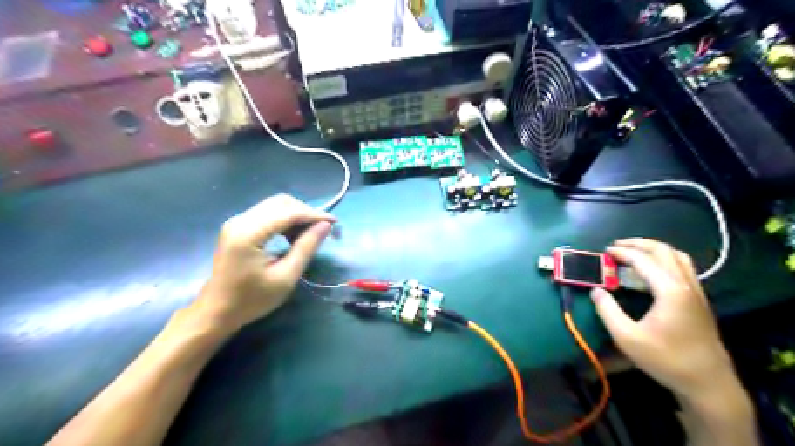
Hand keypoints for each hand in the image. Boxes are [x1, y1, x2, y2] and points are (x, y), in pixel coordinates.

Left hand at [192, 195, 334, 334]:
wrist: (217, 311)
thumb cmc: (252, 299)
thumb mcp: (286, 277)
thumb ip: (306, 248)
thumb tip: (326, 226)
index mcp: (249, 234)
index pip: (288, 212)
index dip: (314, 214)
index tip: (335, 222)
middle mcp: (240, 220)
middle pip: (281, 203)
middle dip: (306, 212)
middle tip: (323, 230)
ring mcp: (237, 221)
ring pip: (275, 205)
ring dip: (296, 215)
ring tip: (309, 235)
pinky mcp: (238, 226)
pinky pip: (267, 213)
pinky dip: (285, 219)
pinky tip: (292, 235)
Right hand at [590, 239, 731, 397]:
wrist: (707, 382)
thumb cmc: (665, 359)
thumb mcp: (627, 337)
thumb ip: (607, 310)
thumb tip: (596, 290)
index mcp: (670, 291)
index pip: (643, 260)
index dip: (622, 253)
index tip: (604, 252)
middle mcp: (686, 285)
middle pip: (664, 251)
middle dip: (638, 244)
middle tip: (616, 246)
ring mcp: (696, 291)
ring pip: (678, 256)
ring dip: (654, 249)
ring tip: (634, 253)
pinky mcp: (700, 300)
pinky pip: (684, 268)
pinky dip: (665, 260)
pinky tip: (653, 271)